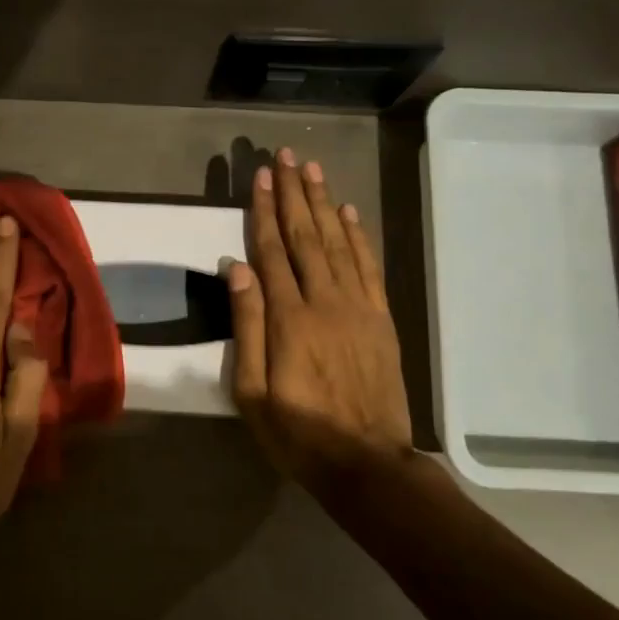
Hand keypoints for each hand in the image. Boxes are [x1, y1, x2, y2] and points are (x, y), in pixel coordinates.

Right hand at [228, 149, 412, 486]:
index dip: (263, 211)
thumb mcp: (252, 393)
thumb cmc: (298, 433)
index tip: (259, 176)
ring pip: (338, 243)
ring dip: (324, 203)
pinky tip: (348, 212)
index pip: (271, 251)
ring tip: (314, 170)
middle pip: (305, 237)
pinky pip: (369, 267)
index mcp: (289, 319)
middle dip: (293, 194)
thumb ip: (247, 326)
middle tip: (287, 156)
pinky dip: (358, 236)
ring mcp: (358, 308)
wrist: (368, 464)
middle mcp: (325, 302)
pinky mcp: (382, 319)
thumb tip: (236, 269)